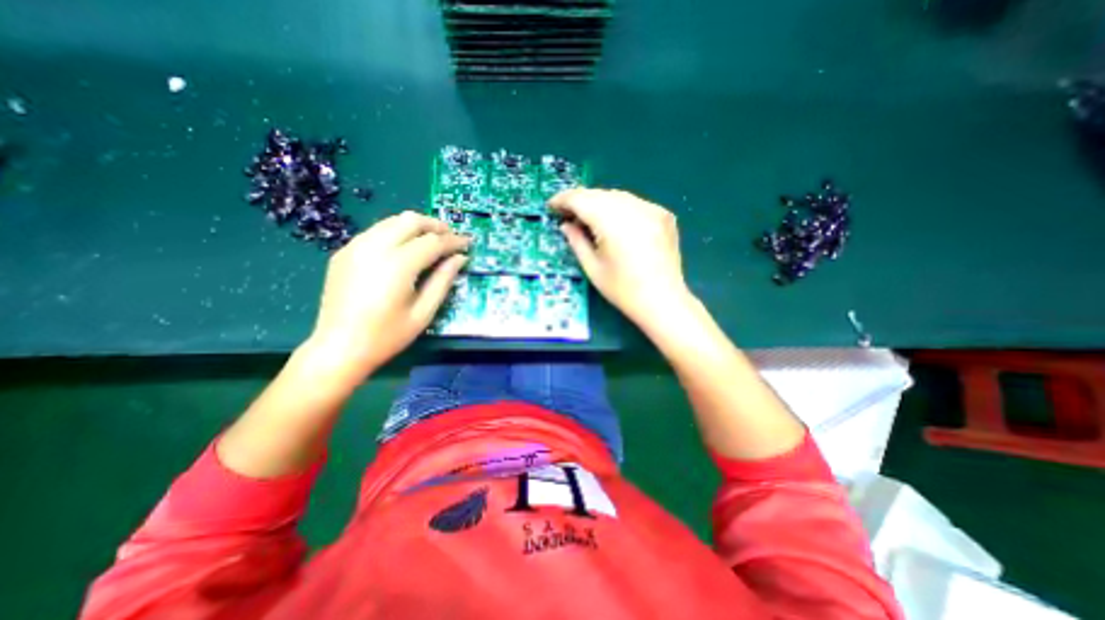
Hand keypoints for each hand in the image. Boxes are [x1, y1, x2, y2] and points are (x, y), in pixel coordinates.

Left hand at [300, 210, 469, 379]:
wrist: (338, 347)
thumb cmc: (387, 335)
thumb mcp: (424, 312)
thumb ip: (443, 280)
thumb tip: (460, 258)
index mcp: (398, 265)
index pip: (433, 241)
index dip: (454, 240)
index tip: (468, 242)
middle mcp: (375, 247)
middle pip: (411, 220)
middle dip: (436, 225)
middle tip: (451, 237)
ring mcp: (356, 247)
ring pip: (392, 221)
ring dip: (416, 226)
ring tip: (431, 241)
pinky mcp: (345, 252)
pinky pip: (377, 231)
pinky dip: (396, 232)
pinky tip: (404, 249)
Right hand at [550, 189, 692, 328]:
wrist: (663, 301)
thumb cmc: (623, 290)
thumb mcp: (592, 268)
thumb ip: (576, 241)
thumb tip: (566, 225)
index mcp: (612, 221)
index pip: (581, 199)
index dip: (563, 200)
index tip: (552, 206)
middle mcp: (634, 207)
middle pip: (599, 194)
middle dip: (581, 201)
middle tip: (568, 216)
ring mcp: (652, 209)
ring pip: (617, 196)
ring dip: (600, 203)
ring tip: (590, 220)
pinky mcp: (664, 215)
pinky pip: (634, 204)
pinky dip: (619, 209)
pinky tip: (616, 225)